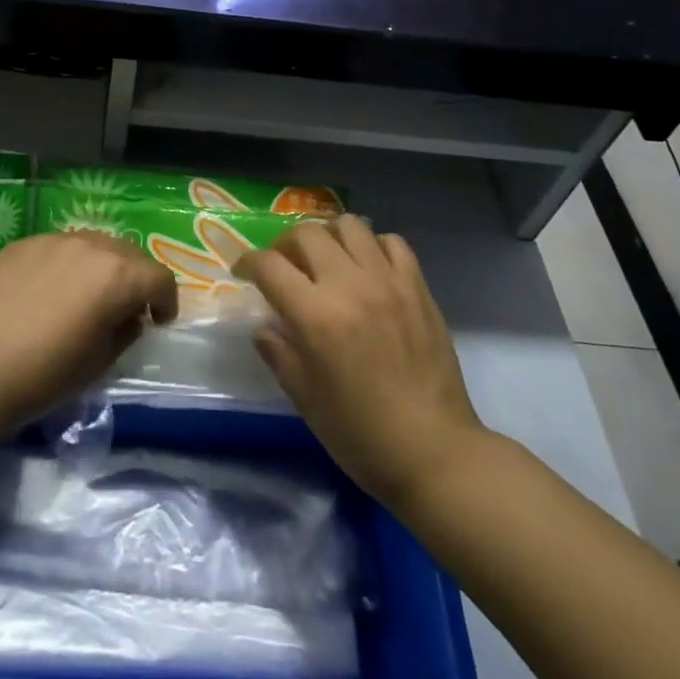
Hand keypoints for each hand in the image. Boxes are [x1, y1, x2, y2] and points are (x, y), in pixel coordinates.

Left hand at [0, 231, 178, 433]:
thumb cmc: (44, 373)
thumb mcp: (99, 363)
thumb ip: (124, 331)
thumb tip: (127, 317)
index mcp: (117, 275)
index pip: (159, 277)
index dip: (166, 301)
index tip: (159, 321)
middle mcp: (91, 246)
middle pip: (129, 254)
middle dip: (136, 279)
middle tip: (126, 308)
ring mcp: (54, 239)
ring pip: (94, 244)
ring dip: (102, 266)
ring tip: (87, 295)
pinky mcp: (24, 243)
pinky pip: (59, 248)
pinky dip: (67, 264)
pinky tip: (49, 292)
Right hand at [237, 217, 485, 507]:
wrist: (435, 452)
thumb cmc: (361, 434)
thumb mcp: (305, 399)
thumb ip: (278, 352)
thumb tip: (264, 325)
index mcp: (316, 316)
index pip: (269, 265)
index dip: (248, 263)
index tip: (244, 273)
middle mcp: (350, 285)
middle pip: (306, 233)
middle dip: (284, 245)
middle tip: (284, 267)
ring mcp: (388, 281)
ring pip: (350, 225)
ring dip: (329, 236)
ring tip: (326, 259)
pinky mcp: (418, 286)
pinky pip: (392, 242)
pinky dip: (373, 246)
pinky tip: (367, 269)